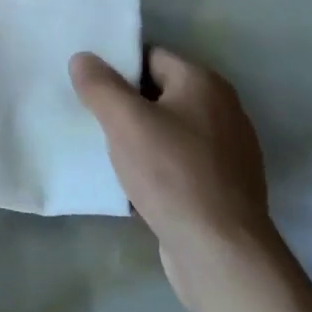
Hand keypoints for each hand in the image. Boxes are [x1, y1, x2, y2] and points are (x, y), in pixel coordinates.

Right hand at [70, 48, 277, 305]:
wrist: (222, 256)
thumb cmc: (173, 174)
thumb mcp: (125, 121)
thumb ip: (100, 84)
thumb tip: (83, 58)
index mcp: (204, 83)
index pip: (151, 55)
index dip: (118, 66)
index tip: (89, 83)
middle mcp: (222, 110)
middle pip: (161, 93)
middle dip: (126, 104)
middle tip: (91, 115)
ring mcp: (227, 152)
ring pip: (169, 131)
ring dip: (139, 138)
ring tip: (105, 150)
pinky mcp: (223, 189)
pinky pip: (180, 164)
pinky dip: (156, 168)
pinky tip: (132, 184)